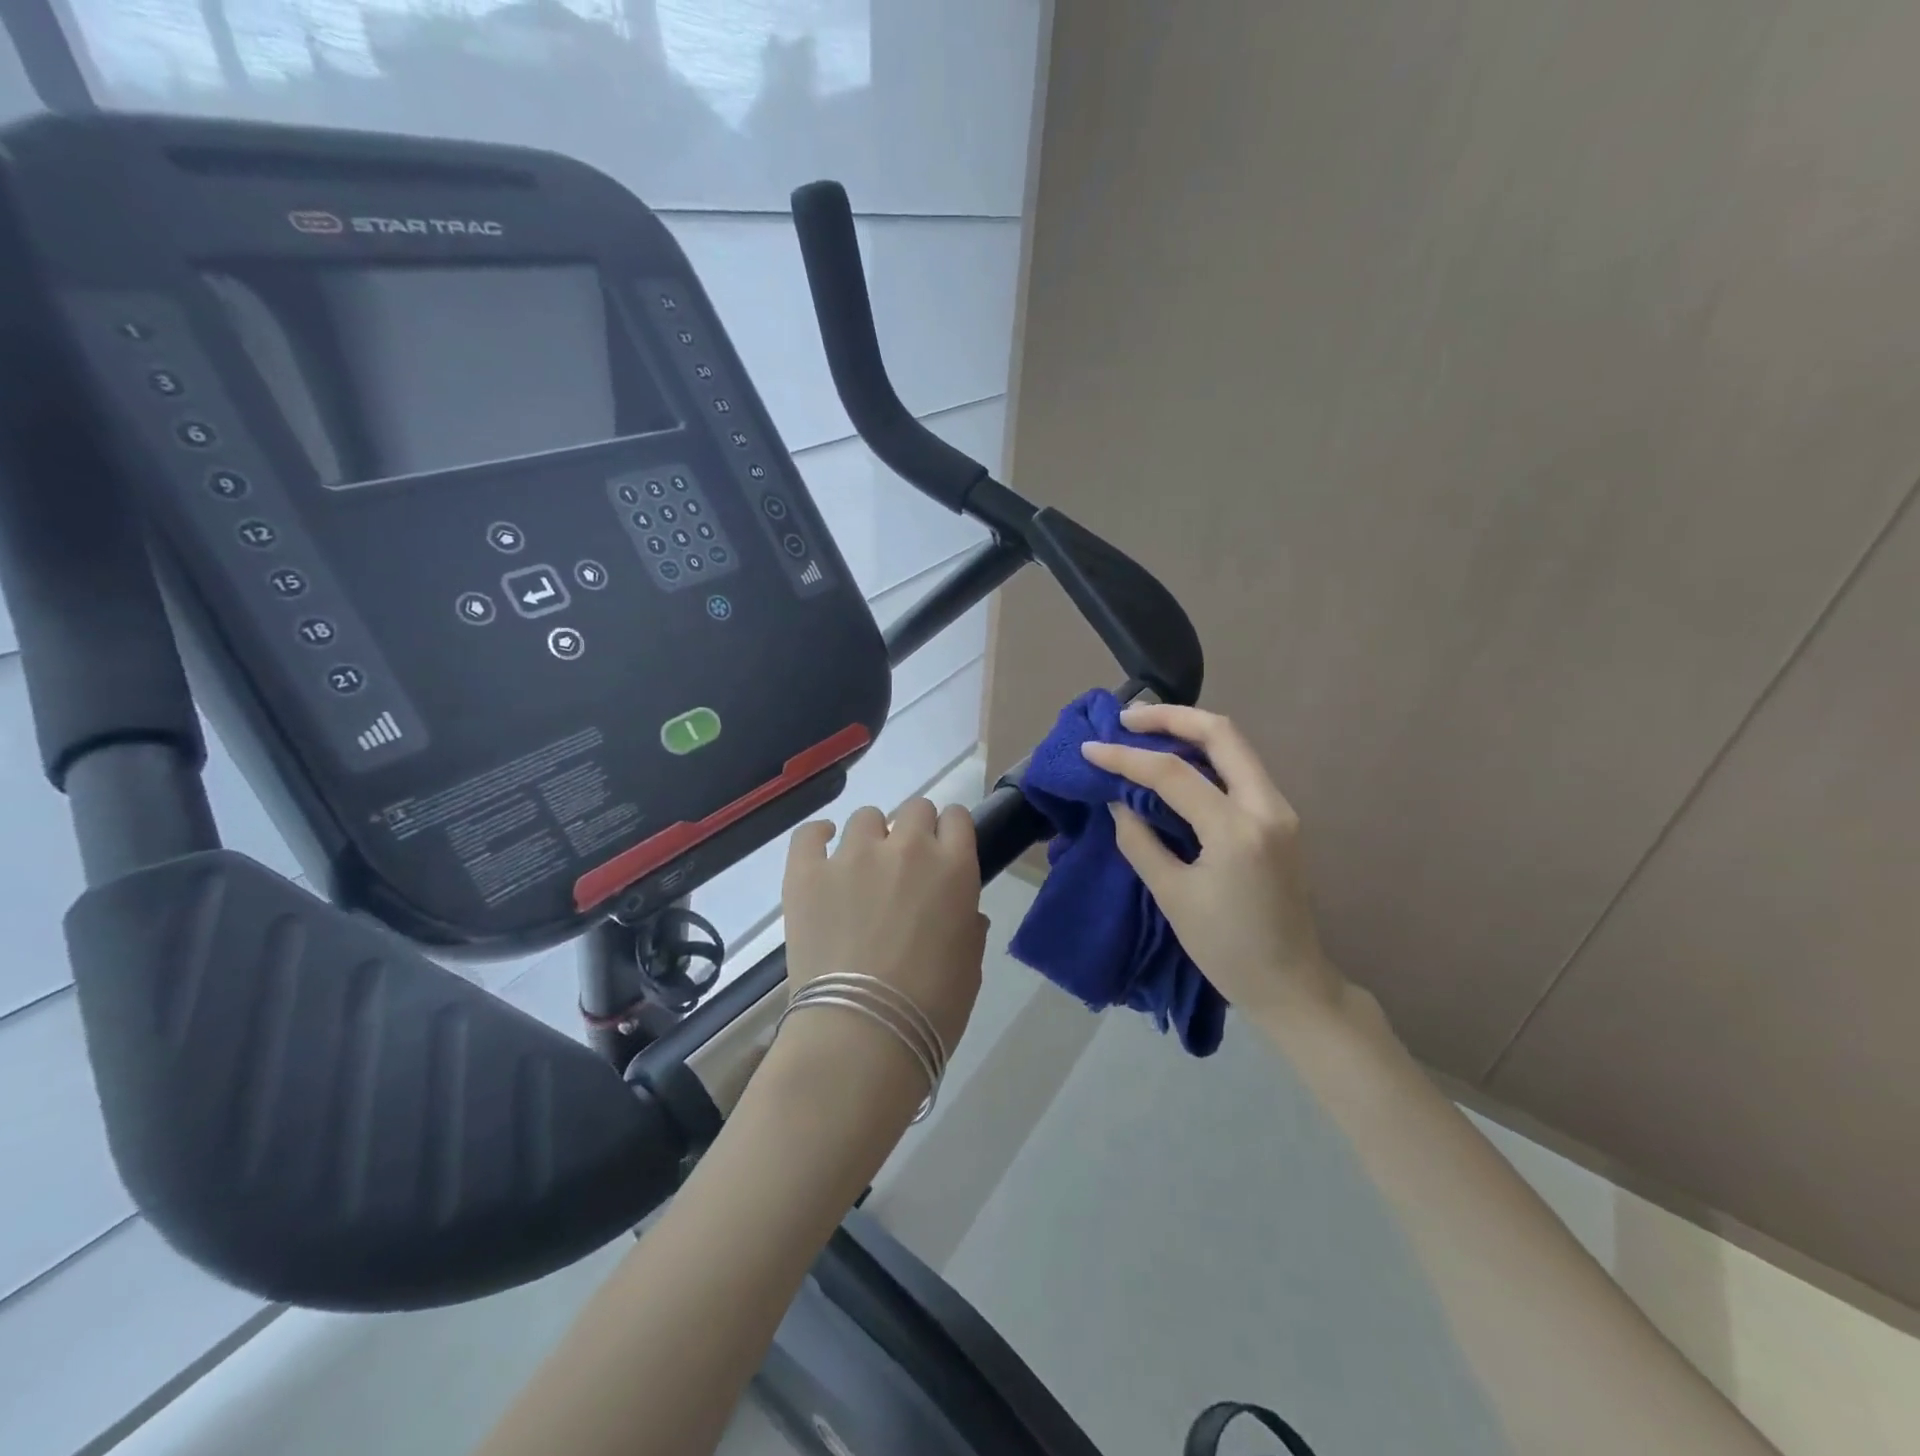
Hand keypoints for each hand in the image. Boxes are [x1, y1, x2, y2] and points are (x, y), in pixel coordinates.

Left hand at [778, 799, 988, 1092]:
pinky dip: (818, 836)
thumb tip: (964, 913)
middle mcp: (907, 847)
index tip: (944, 852)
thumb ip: (969, 926)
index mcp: (954, 866)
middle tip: (906, 868)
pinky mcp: (807, 873)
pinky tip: (822, 846)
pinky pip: (809, 834)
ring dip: (872, 837)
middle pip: (915, 809)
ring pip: (866, 817)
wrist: (862, 1034)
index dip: (951, 832)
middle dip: (914, 831)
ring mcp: (853, 855)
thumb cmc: (931, 1007)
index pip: (957, 818)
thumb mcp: (970, 966)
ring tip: (862, 869)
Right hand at [1082, 704, 1346, 1025]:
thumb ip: (1140, 842)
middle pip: (1221, 734)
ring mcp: (1280, 810)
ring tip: (1144, 731)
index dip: (1127, 757)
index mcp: (1237, 830)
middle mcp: (1267, 807)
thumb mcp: (1172, 897)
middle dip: (1171, 717)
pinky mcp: (1279, 820)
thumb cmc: (1227, 950)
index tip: (1090, 749)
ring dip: (1189, 731)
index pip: (1174, 774)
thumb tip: (1119, 802)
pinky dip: (1205, 756)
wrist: (1291, 985)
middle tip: (1127, 718)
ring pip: (1235, 746)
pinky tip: (1175, 762)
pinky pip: (1240, 769)